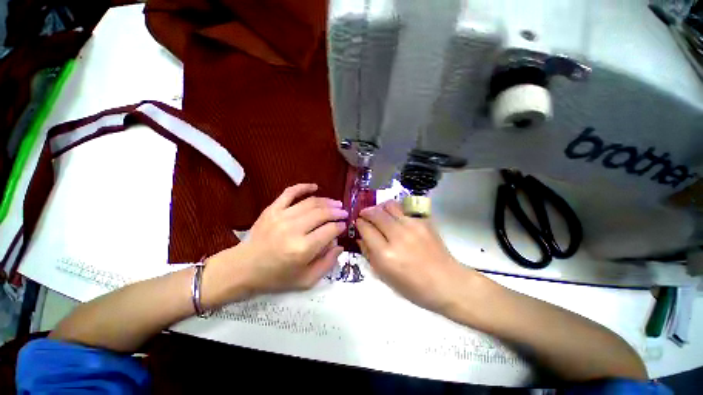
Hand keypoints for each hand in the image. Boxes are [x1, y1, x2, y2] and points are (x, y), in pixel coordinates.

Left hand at [203, 184, 346, 306]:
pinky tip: (315, 187)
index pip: (329, 230)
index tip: (344, 225)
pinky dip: (304, 187)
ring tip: (336, 203)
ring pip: (311, 202)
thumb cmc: (276, 277)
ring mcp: (281, 216)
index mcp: (303, 249)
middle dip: (337, 212)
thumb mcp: (306, 280)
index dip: (340, 226)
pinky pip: (290, 192)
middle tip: (343, 212)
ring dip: (327, 201)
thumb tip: (339, 244)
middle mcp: (294, 229)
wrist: (244, 268)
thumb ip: (327, 263)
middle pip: (322, 214)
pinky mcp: (272, 209)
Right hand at [356, 200, 475, 312]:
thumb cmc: (414, 287)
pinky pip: (405, 208)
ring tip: (380, 212)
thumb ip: (369, 254)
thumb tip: (361, 237)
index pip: (366, 229)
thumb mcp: (384, 277)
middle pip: (376, 214)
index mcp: (386, 255)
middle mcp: (398, 236)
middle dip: (366, 212)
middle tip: (365, 215)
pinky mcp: (424, 221)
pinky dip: (396, 209)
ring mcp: (413, 226)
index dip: (359, 223)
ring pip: (390, 205)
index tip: (358, 222)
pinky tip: (396, 216)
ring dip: (380, 207)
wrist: (448, 283)